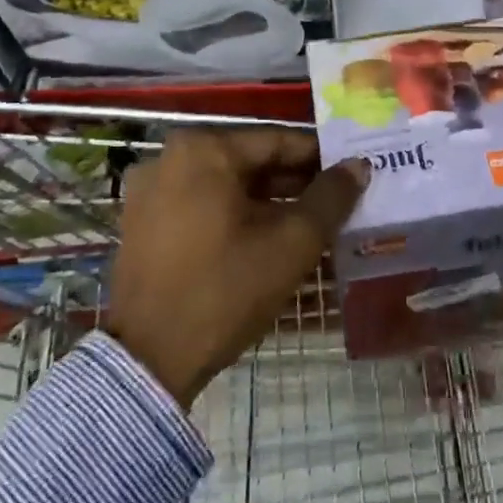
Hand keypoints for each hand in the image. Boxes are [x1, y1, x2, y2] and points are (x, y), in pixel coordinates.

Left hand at [106, 128, 367, 405]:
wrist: (148, 361)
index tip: (353, 174)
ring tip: (311, 224)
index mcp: (204, 149)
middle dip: (296, 183)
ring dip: (269, 202)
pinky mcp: (143, 224)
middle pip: (251, 163)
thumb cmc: (225, 289)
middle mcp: (170, 158)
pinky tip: (267, 240)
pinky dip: (236, 217)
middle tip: (337, 203)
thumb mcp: (291, 243)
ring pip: (227, 186)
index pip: (278, 142)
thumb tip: (359, 166)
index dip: (321, 159)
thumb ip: (331, 197)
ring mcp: (151, 191)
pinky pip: (202, 206)